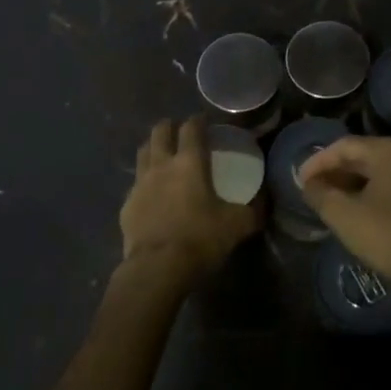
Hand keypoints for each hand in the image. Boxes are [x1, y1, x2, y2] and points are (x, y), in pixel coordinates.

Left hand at [120, 117, 260, 283]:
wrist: (157, 269)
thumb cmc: (199, 239)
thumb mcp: (237, 226)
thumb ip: (253, 211)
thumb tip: (264, 202)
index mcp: (189, 162)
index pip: (191, 128)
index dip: (198, 120)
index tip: (204, 121)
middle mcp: (161, 165)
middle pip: (160, 131)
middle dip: (170, 126)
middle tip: (180, 132)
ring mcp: (140, 184)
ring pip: (143, 152)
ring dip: (153, 148)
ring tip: (163, 155)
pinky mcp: (126, 205)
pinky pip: (135, 184)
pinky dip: (144, 181)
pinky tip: (152, 193)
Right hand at [297, 136, 390, 289]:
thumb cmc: (388, 237)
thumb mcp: (344, 215)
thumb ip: (320, 194)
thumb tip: (309, 184)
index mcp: (389, 150)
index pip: (344, 146)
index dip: (318, 161)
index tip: (301, 180)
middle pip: (363, 154)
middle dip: (335, 171)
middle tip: (313, 189)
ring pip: (379, 169)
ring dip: (353, 181)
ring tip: (332, 199)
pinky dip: (372, 190)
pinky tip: (359, 207)